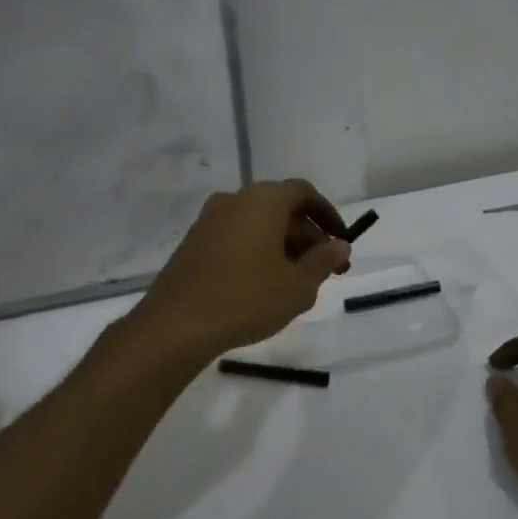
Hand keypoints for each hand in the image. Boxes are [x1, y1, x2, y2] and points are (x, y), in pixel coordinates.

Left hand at [134, 180, 350, 357]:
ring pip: (257, 225)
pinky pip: (236, 239)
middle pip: (281, 209)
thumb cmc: (247, 299)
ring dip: (283, 247)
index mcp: (263, 200)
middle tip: (327, 271)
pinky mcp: (193, 244)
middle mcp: (234, 200)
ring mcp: (209, 221)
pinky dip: (257, 253)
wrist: (176, 325)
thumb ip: (323, 261)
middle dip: (308, 237)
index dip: (328, 215)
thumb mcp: (298, 286)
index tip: (342, 241)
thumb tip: (339, 245)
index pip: (304, 193)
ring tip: (299, 282)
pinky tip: (265, 286)